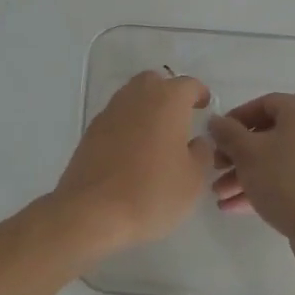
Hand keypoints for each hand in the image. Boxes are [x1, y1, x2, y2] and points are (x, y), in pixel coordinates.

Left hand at [54, 70, 214, 254]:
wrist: (93, 211)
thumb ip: (201, 153)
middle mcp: (136, 97)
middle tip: (179, 117)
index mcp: (167, 100)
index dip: (199, 94)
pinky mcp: (90, 133)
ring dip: (145, 109)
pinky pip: (115, 119)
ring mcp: (109, 113)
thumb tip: (196, 142)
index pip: (188, 85)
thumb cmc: (152, 192)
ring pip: (131, 98)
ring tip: (157, 136)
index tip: (204, 106)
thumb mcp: (193, 179)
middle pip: (154, 82)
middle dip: (168, 93)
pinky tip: (132, 152)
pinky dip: (127, 127)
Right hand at [206, 93, 294, 264]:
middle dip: (236, 154)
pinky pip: (287, 180)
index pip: (263, 104)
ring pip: (275, 161)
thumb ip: (227, 133)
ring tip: (220, 195)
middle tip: (215, 168)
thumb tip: (215, 121)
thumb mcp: (247, 153)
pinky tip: (234, 207)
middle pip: (268, 135)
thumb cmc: (285, 179)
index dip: (235, 119)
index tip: (215, 138)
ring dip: (244, 175)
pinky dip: (262, 188)